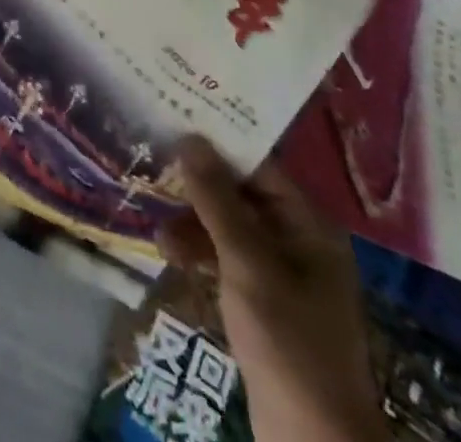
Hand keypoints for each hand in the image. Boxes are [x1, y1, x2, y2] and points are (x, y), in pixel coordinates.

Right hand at [157, 136, 384, 441]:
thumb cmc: (288, 340)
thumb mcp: (247, 263)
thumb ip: (217, 199)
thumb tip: (190, 137)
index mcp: (307, 224)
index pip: (258, 163)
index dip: (217, 141)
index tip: (174, 119)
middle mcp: (297, 238)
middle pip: (240, 192)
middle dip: (197, 183)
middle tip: (152, 161)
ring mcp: (281, 271)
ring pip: (229, 225)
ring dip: (193, 222)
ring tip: (156, 225)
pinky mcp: (264, 300)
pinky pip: (227, 257)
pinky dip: (200, 251)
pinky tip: (169, 253)